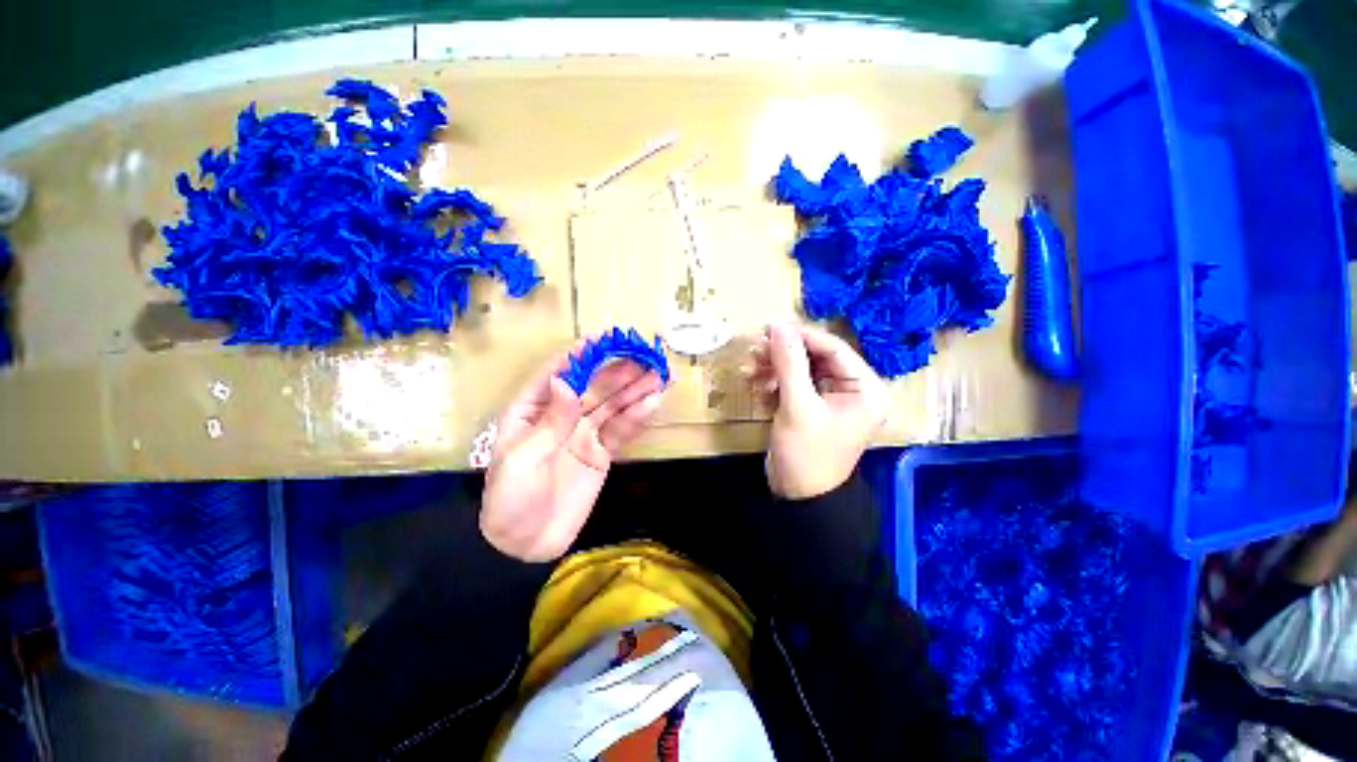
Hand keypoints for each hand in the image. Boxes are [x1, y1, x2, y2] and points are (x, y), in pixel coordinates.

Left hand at [481, 351, 665, 561]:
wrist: (525, 545)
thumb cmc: (511, 499)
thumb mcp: (524, 458)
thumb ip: (551, 421)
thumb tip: (565, 380)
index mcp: (532, 410)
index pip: (558, 373)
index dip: (581, 355)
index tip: (606, 338)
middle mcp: (561, 415)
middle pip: (593, 387)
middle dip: (619, 371)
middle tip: (646, 357)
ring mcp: (583, 433)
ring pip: (612, 405)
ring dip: (635, 390)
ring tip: (659, 375)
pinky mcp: (600, 452)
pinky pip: (621, 430)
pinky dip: (637, 417)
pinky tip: (653, 403)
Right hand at [746, 322, 887, 499]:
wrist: (797, 498)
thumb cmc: (806, 454)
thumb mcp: (797, 406)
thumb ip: (789, 362)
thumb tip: (778, 325)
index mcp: (865, 389)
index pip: (834, 348)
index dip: (801, 336)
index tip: (769, 327)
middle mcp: (853, 390)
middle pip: (816, 358)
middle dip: (783, 354)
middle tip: (755, 348)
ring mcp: (831, 400)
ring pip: (802, 370)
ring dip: (775, 367)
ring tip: (749, 368)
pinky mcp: (812, 408)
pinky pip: (794, 385)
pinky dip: (775, 383)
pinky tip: (757, 386)